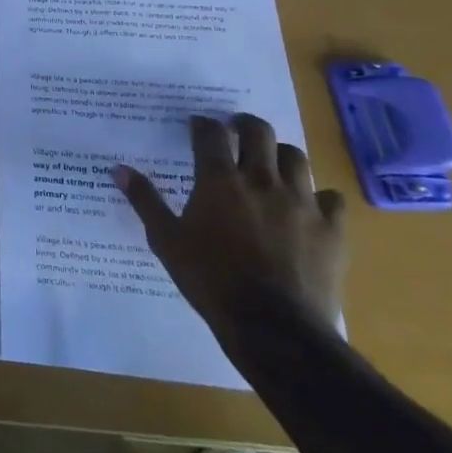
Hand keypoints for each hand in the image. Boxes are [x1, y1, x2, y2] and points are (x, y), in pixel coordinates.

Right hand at [115, 114, 345, 341]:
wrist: (274, 328)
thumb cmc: (212, 280)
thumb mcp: (167, 241)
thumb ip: (145, 201)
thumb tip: (119, 169)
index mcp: (219, 180)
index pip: (211, 133)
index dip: (202, 125)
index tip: (197, 127)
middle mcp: (261, 180)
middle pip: (259, 132)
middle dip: (245, 125)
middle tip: (236, 132)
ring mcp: (301, 203)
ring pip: (296, 158)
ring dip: (281, 155)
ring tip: (271, 164)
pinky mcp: (331, 230)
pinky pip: (332, 199)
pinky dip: (320, 197)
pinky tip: (309, 207)